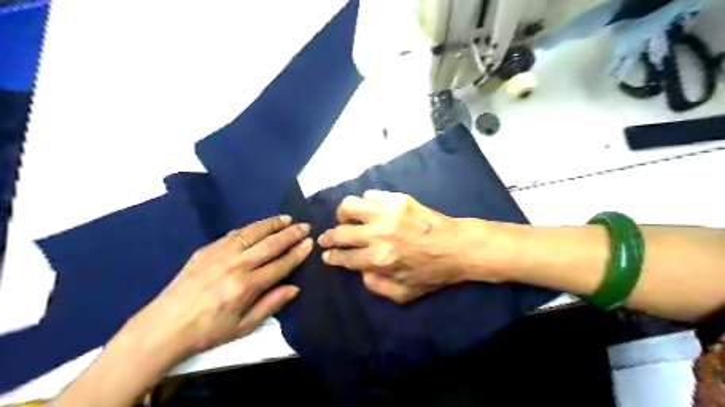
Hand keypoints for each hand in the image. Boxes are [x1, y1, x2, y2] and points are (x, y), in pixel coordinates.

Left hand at [114, 217, 311, 361]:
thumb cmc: (207, 331)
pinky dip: (251, 227)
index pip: (280, 265)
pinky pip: (234, 234)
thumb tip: (295, 288)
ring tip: (286, 218)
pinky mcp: (206, 250)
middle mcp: (236, 265)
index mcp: (246, 286)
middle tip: (305, 225)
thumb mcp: (243, 327)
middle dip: (290, 234)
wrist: (163, 327)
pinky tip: (259, 225)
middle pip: (270, 244)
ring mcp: (220, 254)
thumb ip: (271, 305)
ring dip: (272, 224)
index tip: (310, 242)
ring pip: (252, 233)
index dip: (297, 253)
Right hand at [318, 190, 480, 302]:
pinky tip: (368, 209)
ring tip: (344, 218)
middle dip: (328, 237)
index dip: (332, 256)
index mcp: (378, 260)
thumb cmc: (431, 272)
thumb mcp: (403, 294)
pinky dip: (365, 203)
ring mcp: (387, 213)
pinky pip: (370, 195)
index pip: (344, 257)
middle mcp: (378, 234)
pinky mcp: (398, 199)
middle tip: (327, 238)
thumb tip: (359, 270)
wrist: (456, 247)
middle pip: (340, 232)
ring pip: (350, 206)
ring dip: (342, 214)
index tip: (327, 254)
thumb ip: (375, 285)